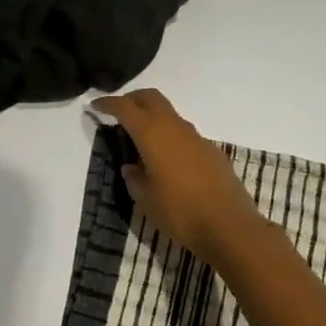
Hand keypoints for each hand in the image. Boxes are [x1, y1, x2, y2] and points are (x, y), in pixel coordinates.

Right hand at [91, 89, 271, 267]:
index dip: (109, 103)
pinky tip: (167, 159)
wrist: (230, 227)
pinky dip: (170, 136)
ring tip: (141, 139)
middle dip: (133, 99)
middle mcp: (175, 128)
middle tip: (119, 111)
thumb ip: (134, 178)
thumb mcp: (146, 200)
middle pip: (151, 98)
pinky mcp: (212, 151)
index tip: (96, 106)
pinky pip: (184, 134)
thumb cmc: (180, 213)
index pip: (126, 108)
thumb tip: (131, 167)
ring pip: (170, 115)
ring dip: (153, 118)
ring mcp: (197, 138)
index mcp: (153, 135)